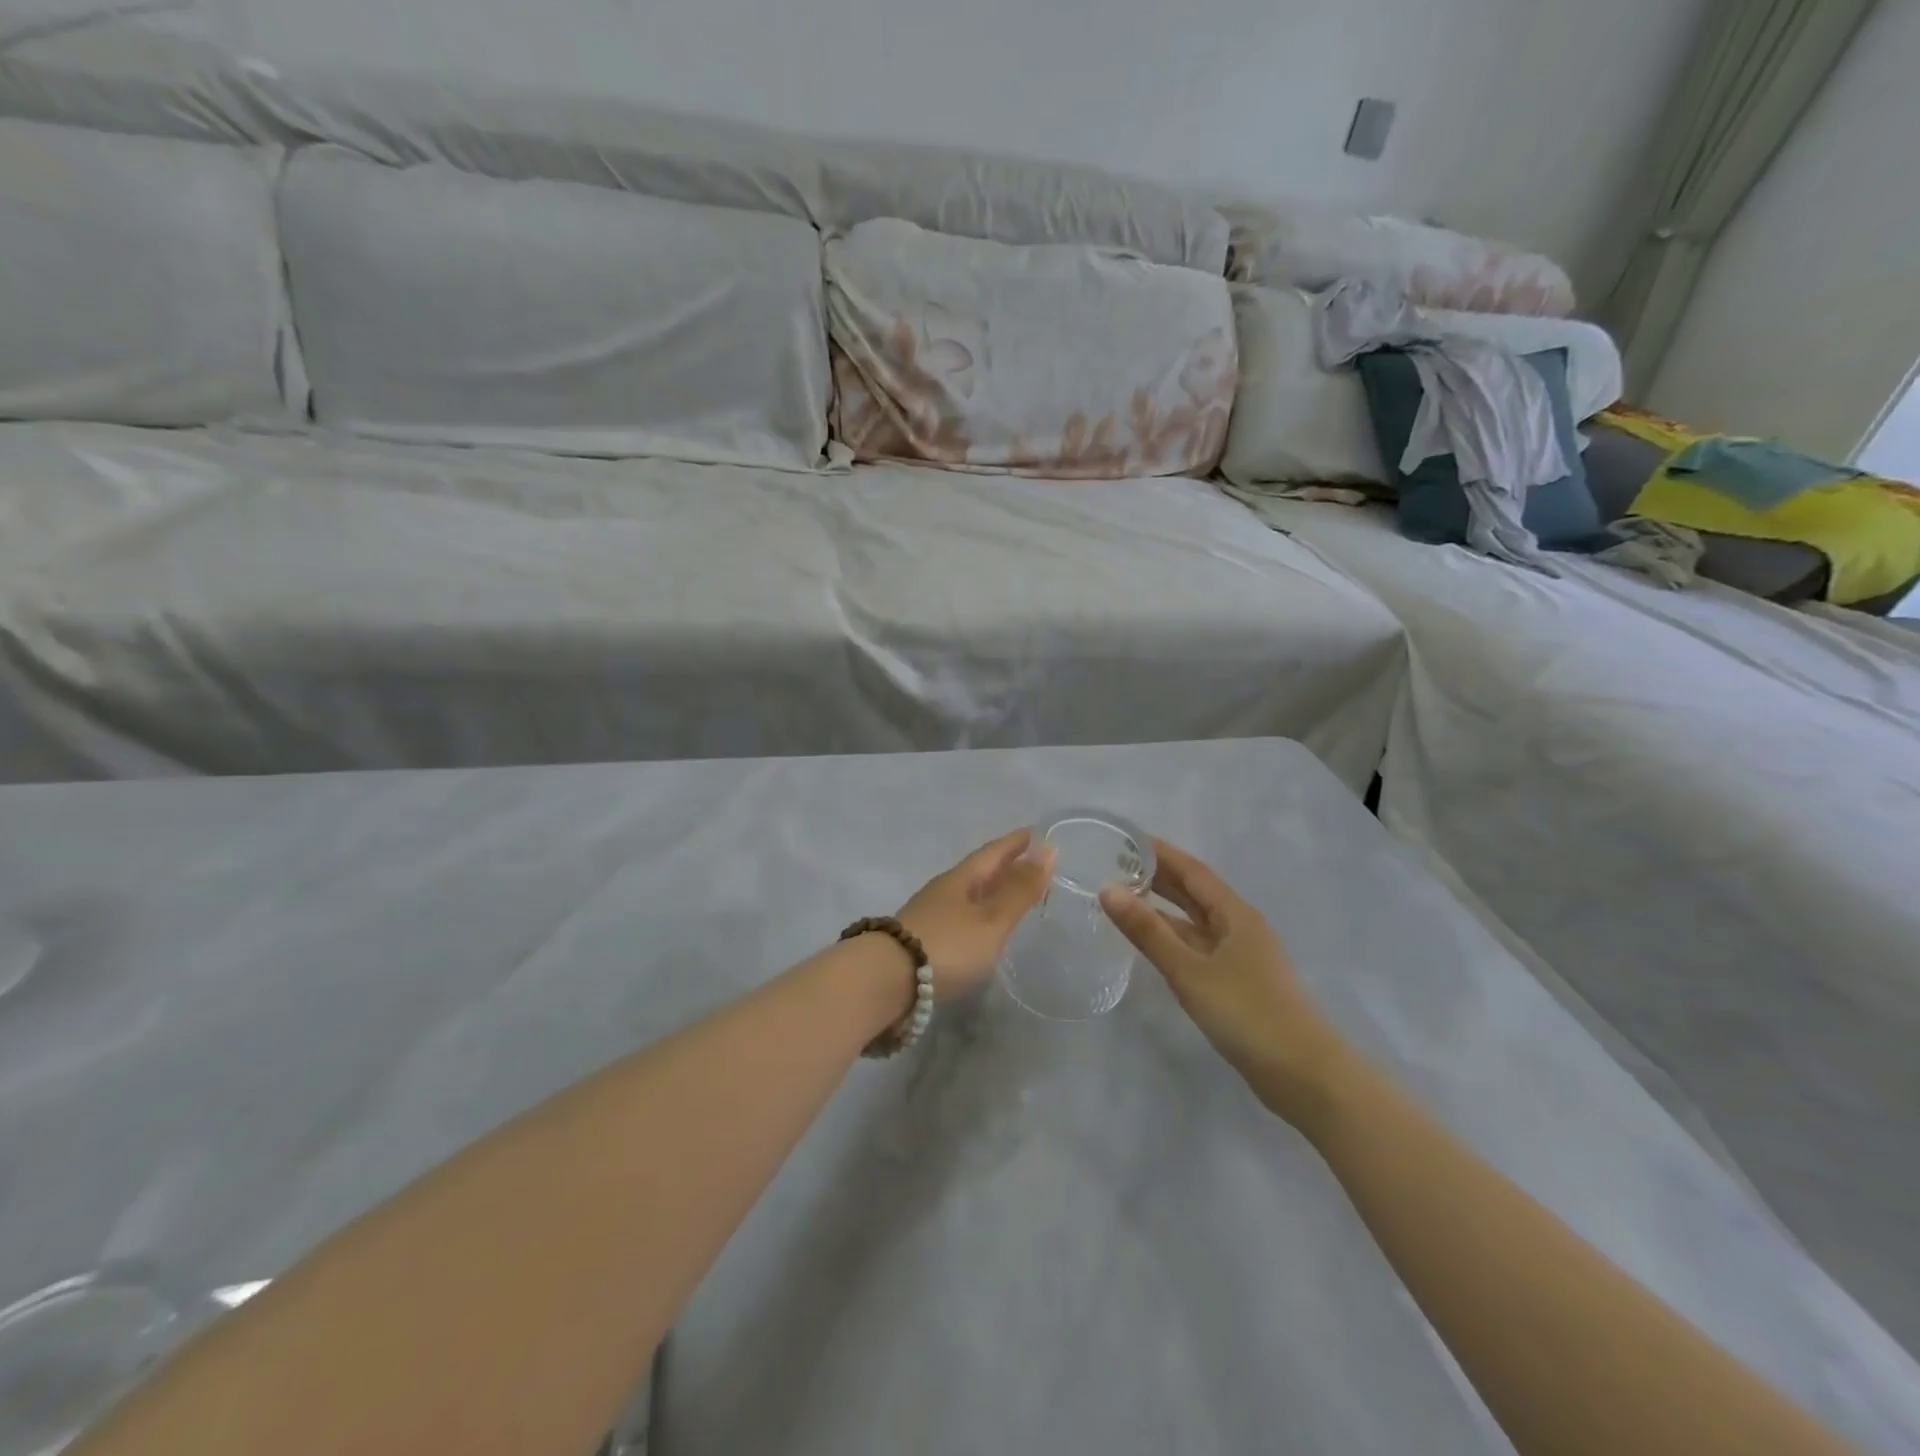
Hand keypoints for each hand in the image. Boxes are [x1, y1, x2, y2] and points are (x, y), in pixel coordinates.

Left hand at [897, 829, 1054, 999]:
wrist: (886, 980)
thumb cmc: (947, 945)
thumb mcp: (992, 919)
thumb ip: (1019, 890)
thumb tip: (1048, 848)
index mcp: (961, 878)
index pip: (993, 852)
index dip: (1015, 843)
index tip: (1034, 832)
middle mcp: (944, 890)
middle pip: (979, 871)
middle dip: (1004, 865)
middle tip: (1029, 861)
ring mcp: (930, 914)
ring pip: (968, 894)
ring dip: (990, 891)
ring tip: (1011, 894)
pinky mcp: (922, 940)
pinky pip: (959, 916)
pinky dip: (978, 914)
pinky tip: (981, 928)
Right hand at [1100, 838, 1346, 1124]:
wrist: (1303, 1075)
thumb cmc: (1247, 1014)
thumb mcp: (1190, 971)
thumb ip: (1148, 932)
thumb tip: (1107, 890)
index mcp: (1235, 914)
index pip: (1192, 871)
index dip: (1161, 853)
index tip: (1126, 838)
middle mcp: (1239, 927)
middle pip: (1195, 892)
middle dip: (1159, 876)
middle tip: (1116, 864)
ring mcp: (1240, 956)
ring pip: (1195, 922)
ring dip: (1163, 908)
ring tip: (1124, 898)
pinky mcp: (1237, 983)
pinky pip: (1197, 947)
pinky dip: (1172, 938)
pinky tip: (1151, 943)